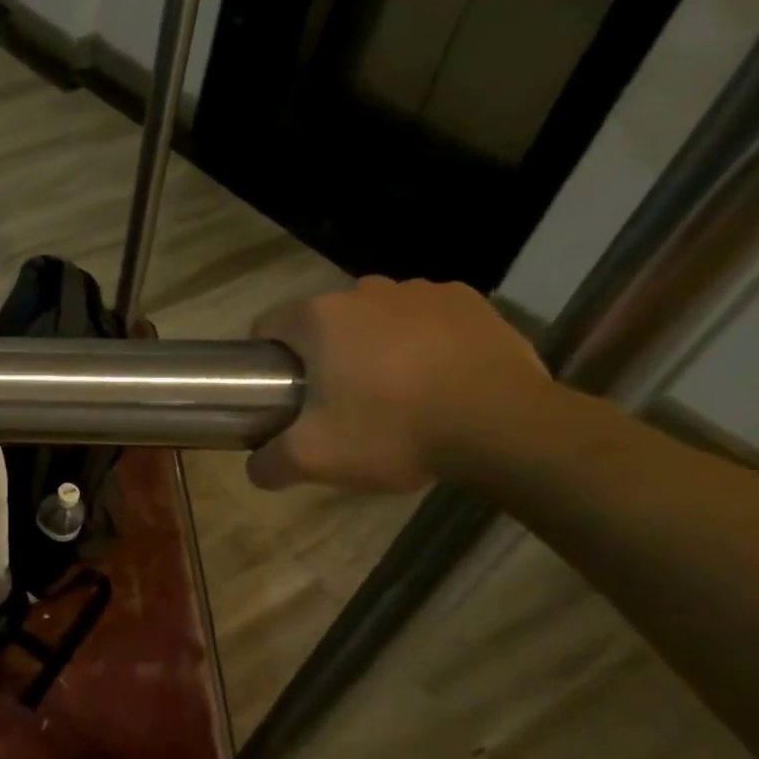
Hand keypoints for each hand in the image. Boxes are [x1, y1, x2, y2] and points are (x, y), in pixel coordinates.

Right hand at [248, 277, 551, 492]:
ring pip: (377, 319)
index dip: (268, 363)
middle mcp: (366, 290)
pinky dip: (423, 342)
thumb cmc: (392, 431)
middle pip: (325, 324)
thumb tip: (256, 467)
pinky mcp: (472, 302)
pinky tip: (436, 379)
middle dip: (324, 357)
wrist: (501, 427)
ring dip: (374, 347)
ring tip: (393, 393)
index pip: (269, 328)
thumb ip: (269, 464)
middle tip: (338, 404)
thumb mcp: (313, 459)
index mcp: (320, 318)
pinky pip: (427, 319)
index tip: (283, 396)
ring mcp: (423, 291)